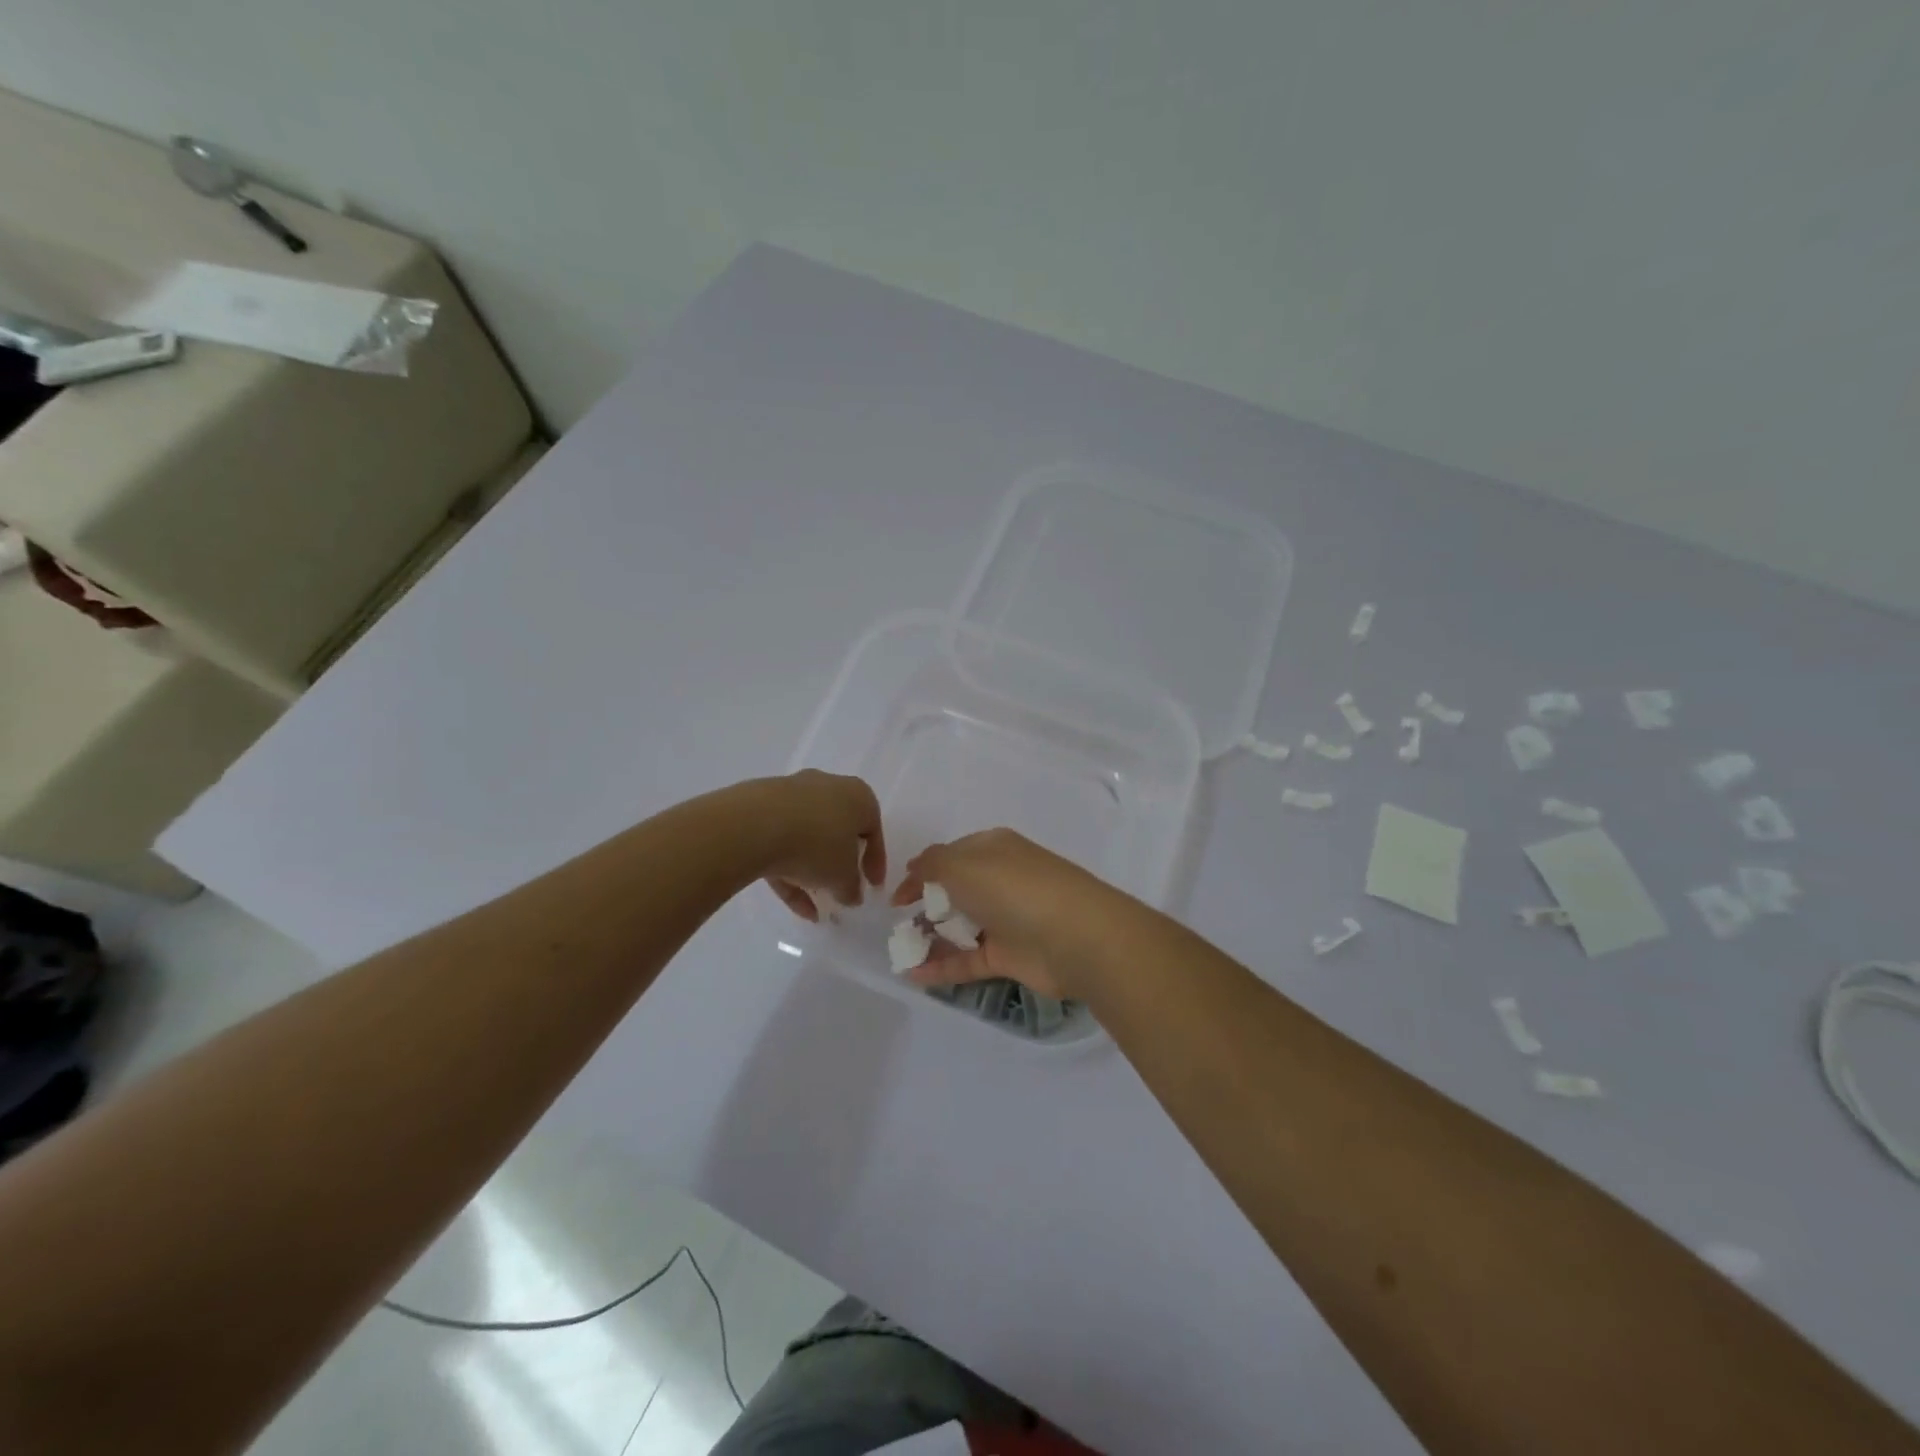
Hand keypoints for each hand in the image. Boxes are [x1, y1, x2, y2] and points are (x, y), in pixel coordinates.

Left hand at [760, 770, 886, 920]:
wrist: (755, 824)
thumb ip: (852, 888)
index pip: (873, 830)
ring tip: (813, 902)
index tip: (872, 886)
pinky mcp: (762, 808)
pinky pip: (781, 842)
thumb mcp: (844, 876)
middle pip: (838, 829)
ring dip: (811, 870)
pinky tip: (790, 903)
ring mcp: (792, 795)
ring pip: (807, 837)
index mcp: (858, 795)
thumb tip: (852, 895)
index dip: (874, 862)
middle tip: (840, 889)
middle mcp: (827, 787)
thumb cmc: (818, 844)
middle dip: (839, 863)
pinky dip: (788, 870)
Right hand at [890, 828, 1135, 999]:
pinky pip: (968, 960)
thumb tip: (917, 867)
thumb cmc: (1014, 889)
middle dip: (925, 906)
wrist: (1076, 937)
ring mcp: (1007, 920)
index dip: (921, 872)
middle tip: (898, 925)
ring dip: (931, 938)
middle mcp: (1001, 881)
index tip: (895, 897)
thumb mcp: (962, 864)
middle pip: (956, 892)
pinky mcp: (1010, 956)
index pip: (950, 856)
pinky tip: (913, 977)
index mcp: (993, 849)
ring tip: (899, 952)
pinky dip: (942, 968)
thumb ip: (932, 863)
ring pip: (961, 927)